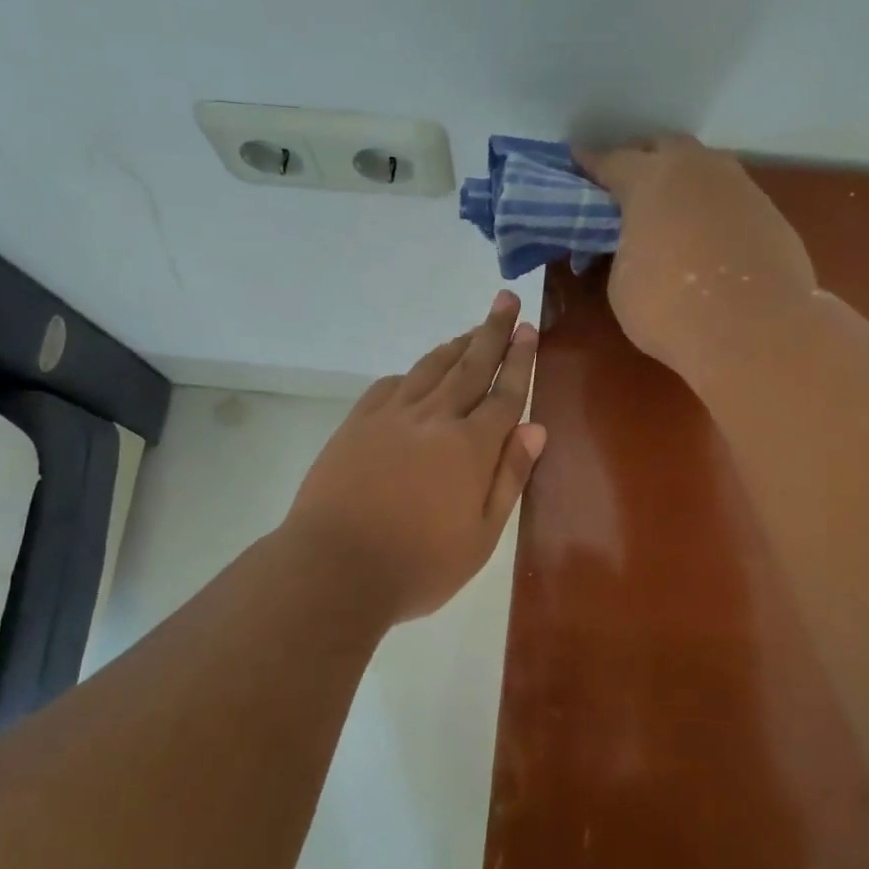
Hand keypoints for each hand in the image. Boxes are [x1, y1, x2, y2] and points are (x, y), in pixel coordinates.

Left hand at [285, 292, 545, 622]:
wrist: (334, 568)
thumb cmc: (418, 565)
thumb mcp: (480, 536)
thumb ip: (509, 478)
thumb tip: (535, 429)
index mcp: (470, 447)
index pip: (504, 394)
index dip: (519, 360)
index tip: (528, 328)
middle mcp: (434, 419)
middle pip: (470, 367)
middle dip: (492, 332)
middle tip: (506, 299)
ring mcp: (391, 417)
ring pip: (431, 369)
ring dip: (456, 345)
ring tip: (472, 328)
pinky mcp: (358, 424)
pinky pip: (391, 385)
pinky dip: (412, 372)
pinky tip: (418, 372)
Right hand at [575, 134, 816, 373]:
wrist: (755, 332)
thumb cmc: (671, 309)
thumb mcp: (623, 283)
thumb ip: (626, 250)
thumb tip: (640, 245)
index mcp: (649, 180)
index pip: (611, 160)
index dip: (591, 163)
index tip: (578, 161)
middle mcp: (697, 169)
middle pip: (664, 147)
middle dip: (643, 160)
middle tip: (628, 186)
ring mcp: (740, 187)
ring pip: (704, 169)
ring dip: (684, 183)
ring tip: (672, 213)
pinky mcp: (771, 213)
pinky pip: (731, 200)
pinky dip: (714, 211)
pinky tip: (709, 240)